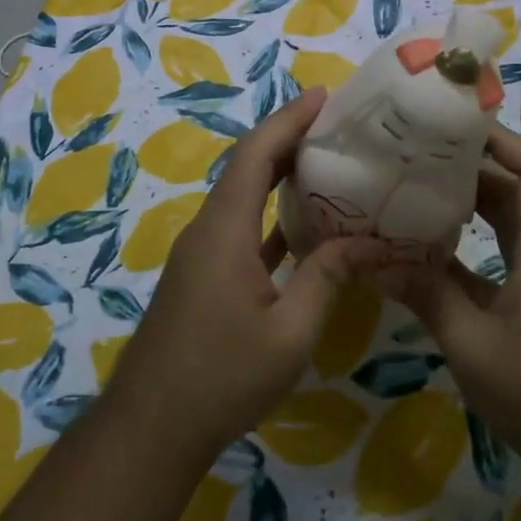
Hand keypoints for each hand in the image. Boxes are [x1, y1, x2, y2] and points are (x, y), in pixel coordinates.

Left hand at [106, 88, 381, 469]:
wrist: (153, 423)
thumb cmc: (223, 376)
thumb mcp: (290, 332)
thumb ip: (326, 279)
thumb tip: (367, 242)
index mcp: (224, 229)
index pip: (256, 155)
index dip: (288, 120)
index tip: (323, 96)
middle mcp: (208, 228)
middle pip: (247, 166)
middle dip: (287, 138)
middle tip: (334, 124)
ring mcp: (201, 252)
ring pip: (242, 195)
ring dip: (277, 173)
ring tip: (325, 161)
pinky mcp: (202, 274)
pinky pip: (239, 226)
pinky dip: (268, 214)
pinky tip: (301, 223)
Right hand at [392, 124, 520, 472]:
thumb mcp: (473, 344)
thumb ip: (425, 295)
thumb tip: (371, 258)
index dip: (502, 141)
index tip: (454, 128)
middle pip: (518, 191)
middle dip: (470, 169)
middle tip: (416, 158)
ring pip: (510, 226)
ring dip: (470, 208)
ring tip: (415, 195)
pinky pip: (505, 259)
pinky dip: (471, 249)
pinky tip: (430, 257)